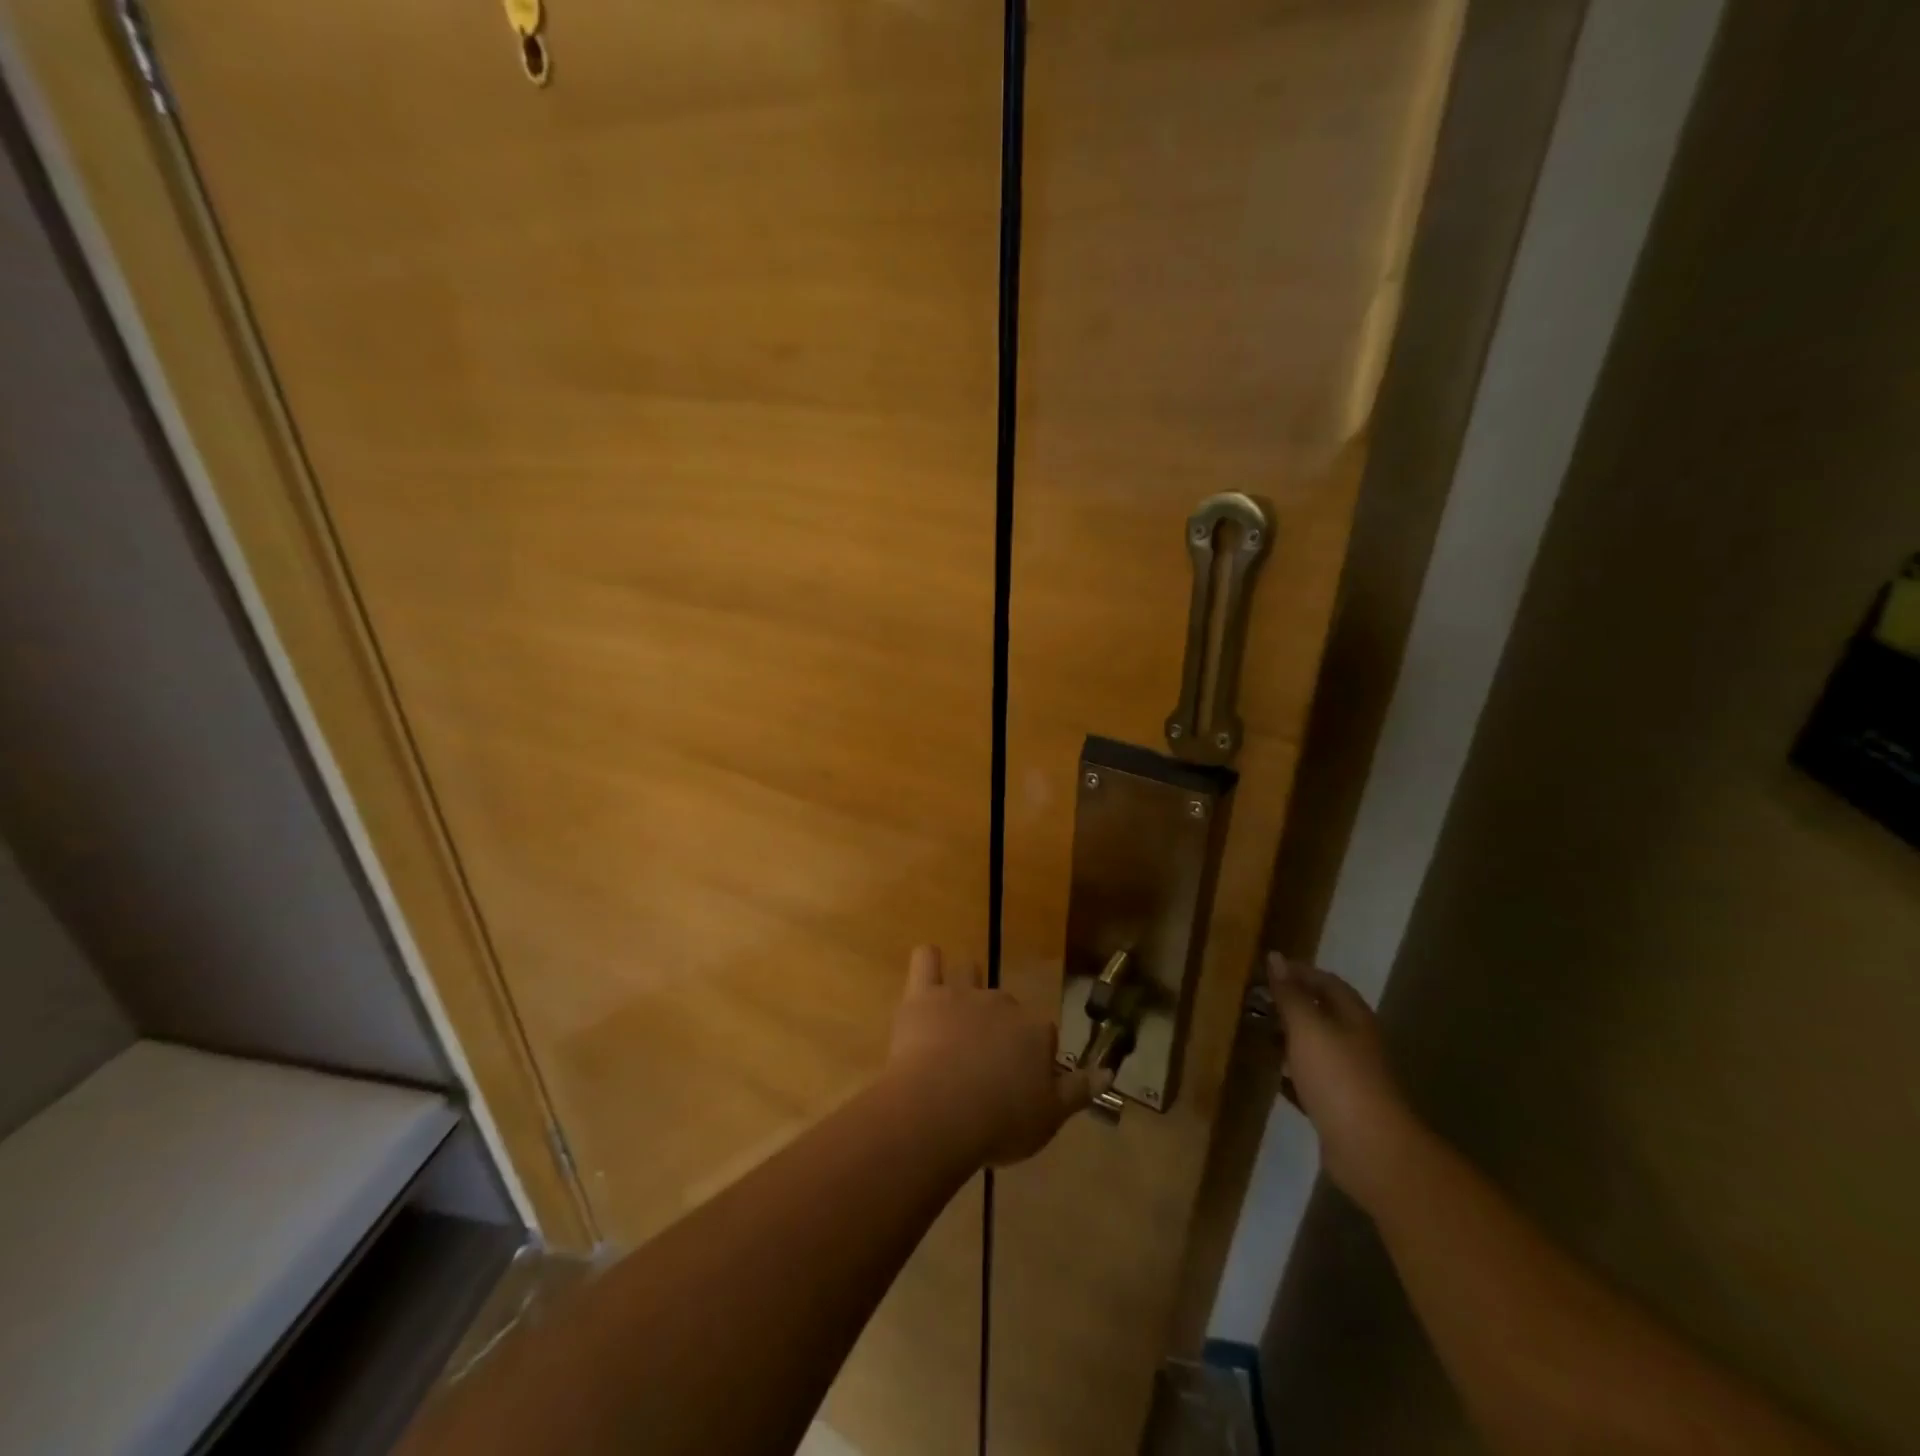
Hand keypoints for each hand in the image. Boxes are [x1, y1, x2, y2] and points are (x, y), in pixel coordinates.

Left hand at [886, 945, 1107, 1167]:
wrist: (940, 1110)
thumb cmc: (999, 1122)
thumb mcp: (1049, 1118)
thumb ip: (1080, 1091)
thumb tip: (1109, 1072)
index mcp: (1036, 1032)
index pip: (1044, 1035)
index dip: (1034, 1056)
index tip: (1022, 1083)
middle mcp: (1003, 1004)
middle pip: (1006, 1007)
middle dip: (999, 1026)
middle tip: (984, 1062)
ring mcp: (962, 995)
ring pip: (970, 974)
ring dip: (967, 985)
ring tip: (956, 1013)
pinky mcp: (924, 995)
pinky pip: (926, 960)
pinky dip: (929, 961)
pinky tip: (929, 968)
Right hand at [1267, 953, 1420, 1202]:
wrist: (1370, 1149)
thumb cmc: (1338, 1077)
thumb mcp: (1308, 1027)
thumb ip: (1290, 994)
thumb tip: (1275, 957)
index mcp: (1353, 1018)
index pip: (1326, 982)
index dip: (1298, 972)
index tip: (1265, 970)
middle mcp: (1354, 1042)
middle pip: (1321, 1013)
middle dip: (1290, 1004)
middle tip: (1254, 1000)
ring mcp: (1348, 1075)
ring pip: (1314, 1046)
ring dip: (1287, 1037)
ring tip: (1255, 1030)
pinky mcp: (1338, 1105)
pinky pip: (1309, 1078)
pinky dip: (1289, 1071)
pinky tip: (1269, 1073)